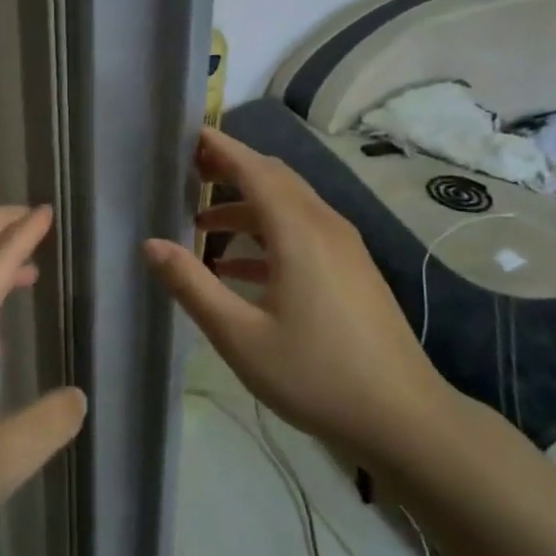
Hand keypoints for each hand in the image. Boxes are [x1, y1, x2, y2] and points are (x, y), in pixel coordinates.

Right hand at [144, 127, 462, 472]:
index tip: (186, 135)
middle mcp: (325, 227)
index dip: (220, 148)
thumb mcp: (240, 337)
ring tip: (202, 223)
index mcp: (298, 232)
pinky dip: (268, 234)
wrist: (405, 419)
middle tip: (188, 172)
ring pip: (290, 206)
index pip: (254, 169)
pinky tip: (240, 268)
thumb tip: (150, 245)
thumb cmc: (316, 376)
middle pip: (274, 178)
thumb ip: (192, 285)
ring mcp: (345, 248)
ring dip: (247, 206)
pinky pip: (304, 233)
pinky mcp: (353, 270)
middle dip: (231, 169)